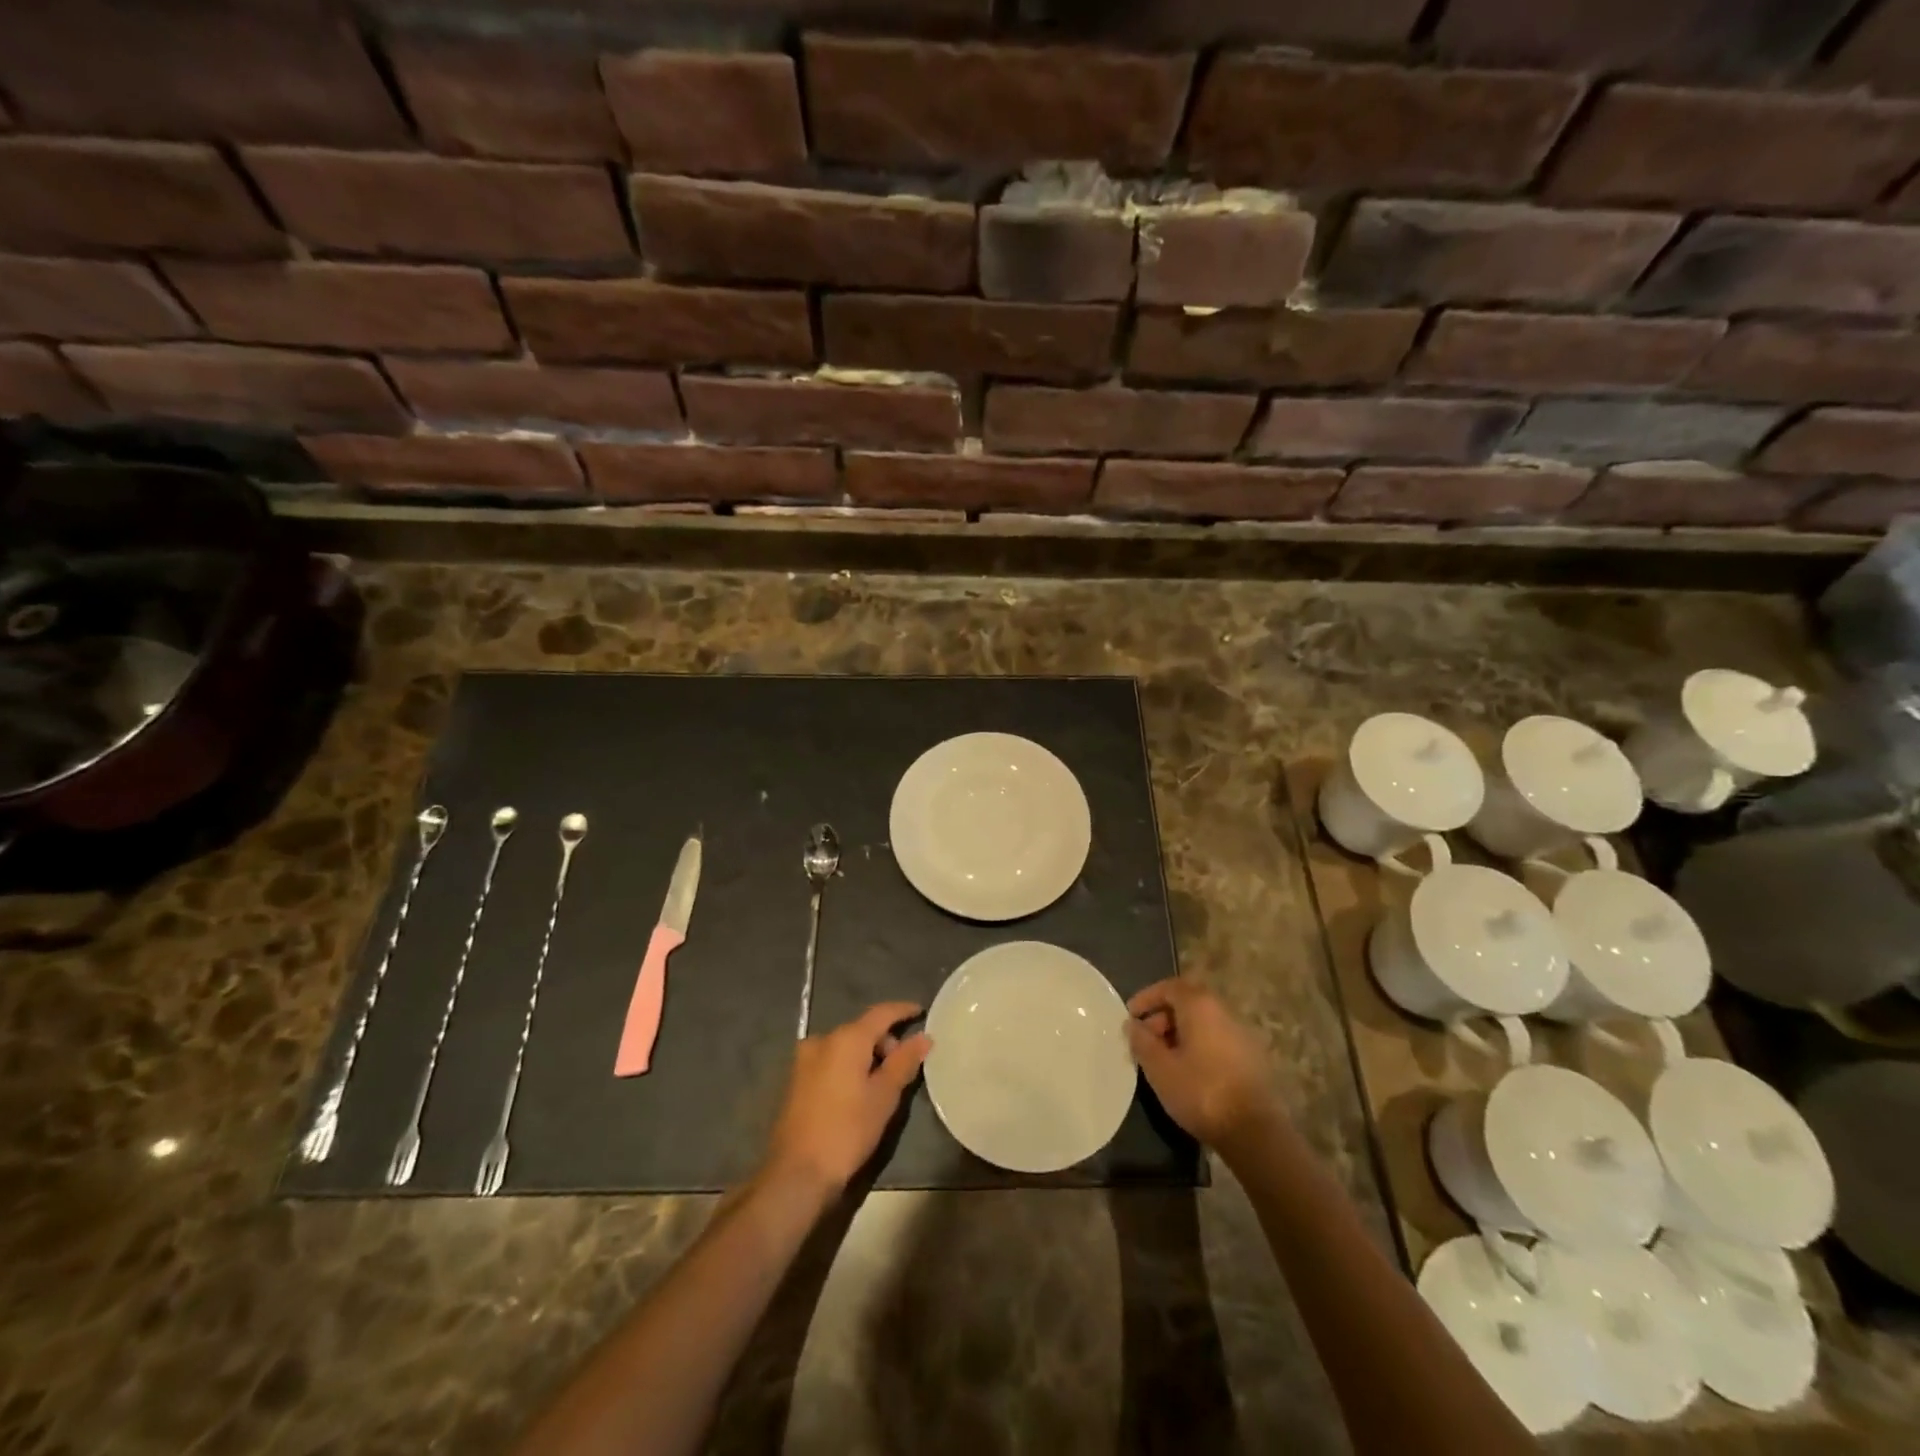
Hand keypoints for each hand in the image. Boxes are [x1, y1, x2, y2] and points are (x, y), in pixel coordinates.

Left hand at [763, 1002, 931, 1195]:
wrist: (796, 1174)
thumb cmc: (847, 1131)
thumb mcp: (883, 1097)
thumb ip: (904, 1062)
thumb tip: (923, 1037)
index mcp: (846, 1039)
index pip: (881, 1013)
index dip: (903, 1011)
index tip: (921, 1011)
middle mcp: (822, 1040)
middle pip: (862, 1029)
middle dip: (885, 1041)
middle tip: (902, 1067)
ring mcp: (804, 1059)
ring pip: (845, 1045)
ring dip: (866, 1055)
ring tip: (881, 1084)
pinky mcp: (796, 1079)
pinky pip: (830, 1060)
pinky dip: (848, 1066)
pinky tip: (857, 1092)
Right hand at [1126, 979, 1281, 1151]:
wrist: (1256, 1133)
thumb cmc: (1201, 1092)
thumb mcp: (1160, 1069)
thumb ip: (1142, 1042)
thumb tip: (1133, 1025)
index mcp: (1200, 1006)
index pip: (1169, 987)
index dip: (1147, 998)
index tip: (1130, 1017)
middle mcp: (1224, 1012)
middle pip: (1187, 1003)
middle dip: (1161, 1018)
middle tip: (1145, 1042)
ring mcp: (1242, 1035)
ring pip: (1203, 1023)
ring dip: (1179, 1034)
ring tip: (1163, 1061)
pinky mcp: (1252, 1059)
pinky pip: (1217, 1041)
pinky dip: (1198, 1047)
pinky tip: (1188, 1074)